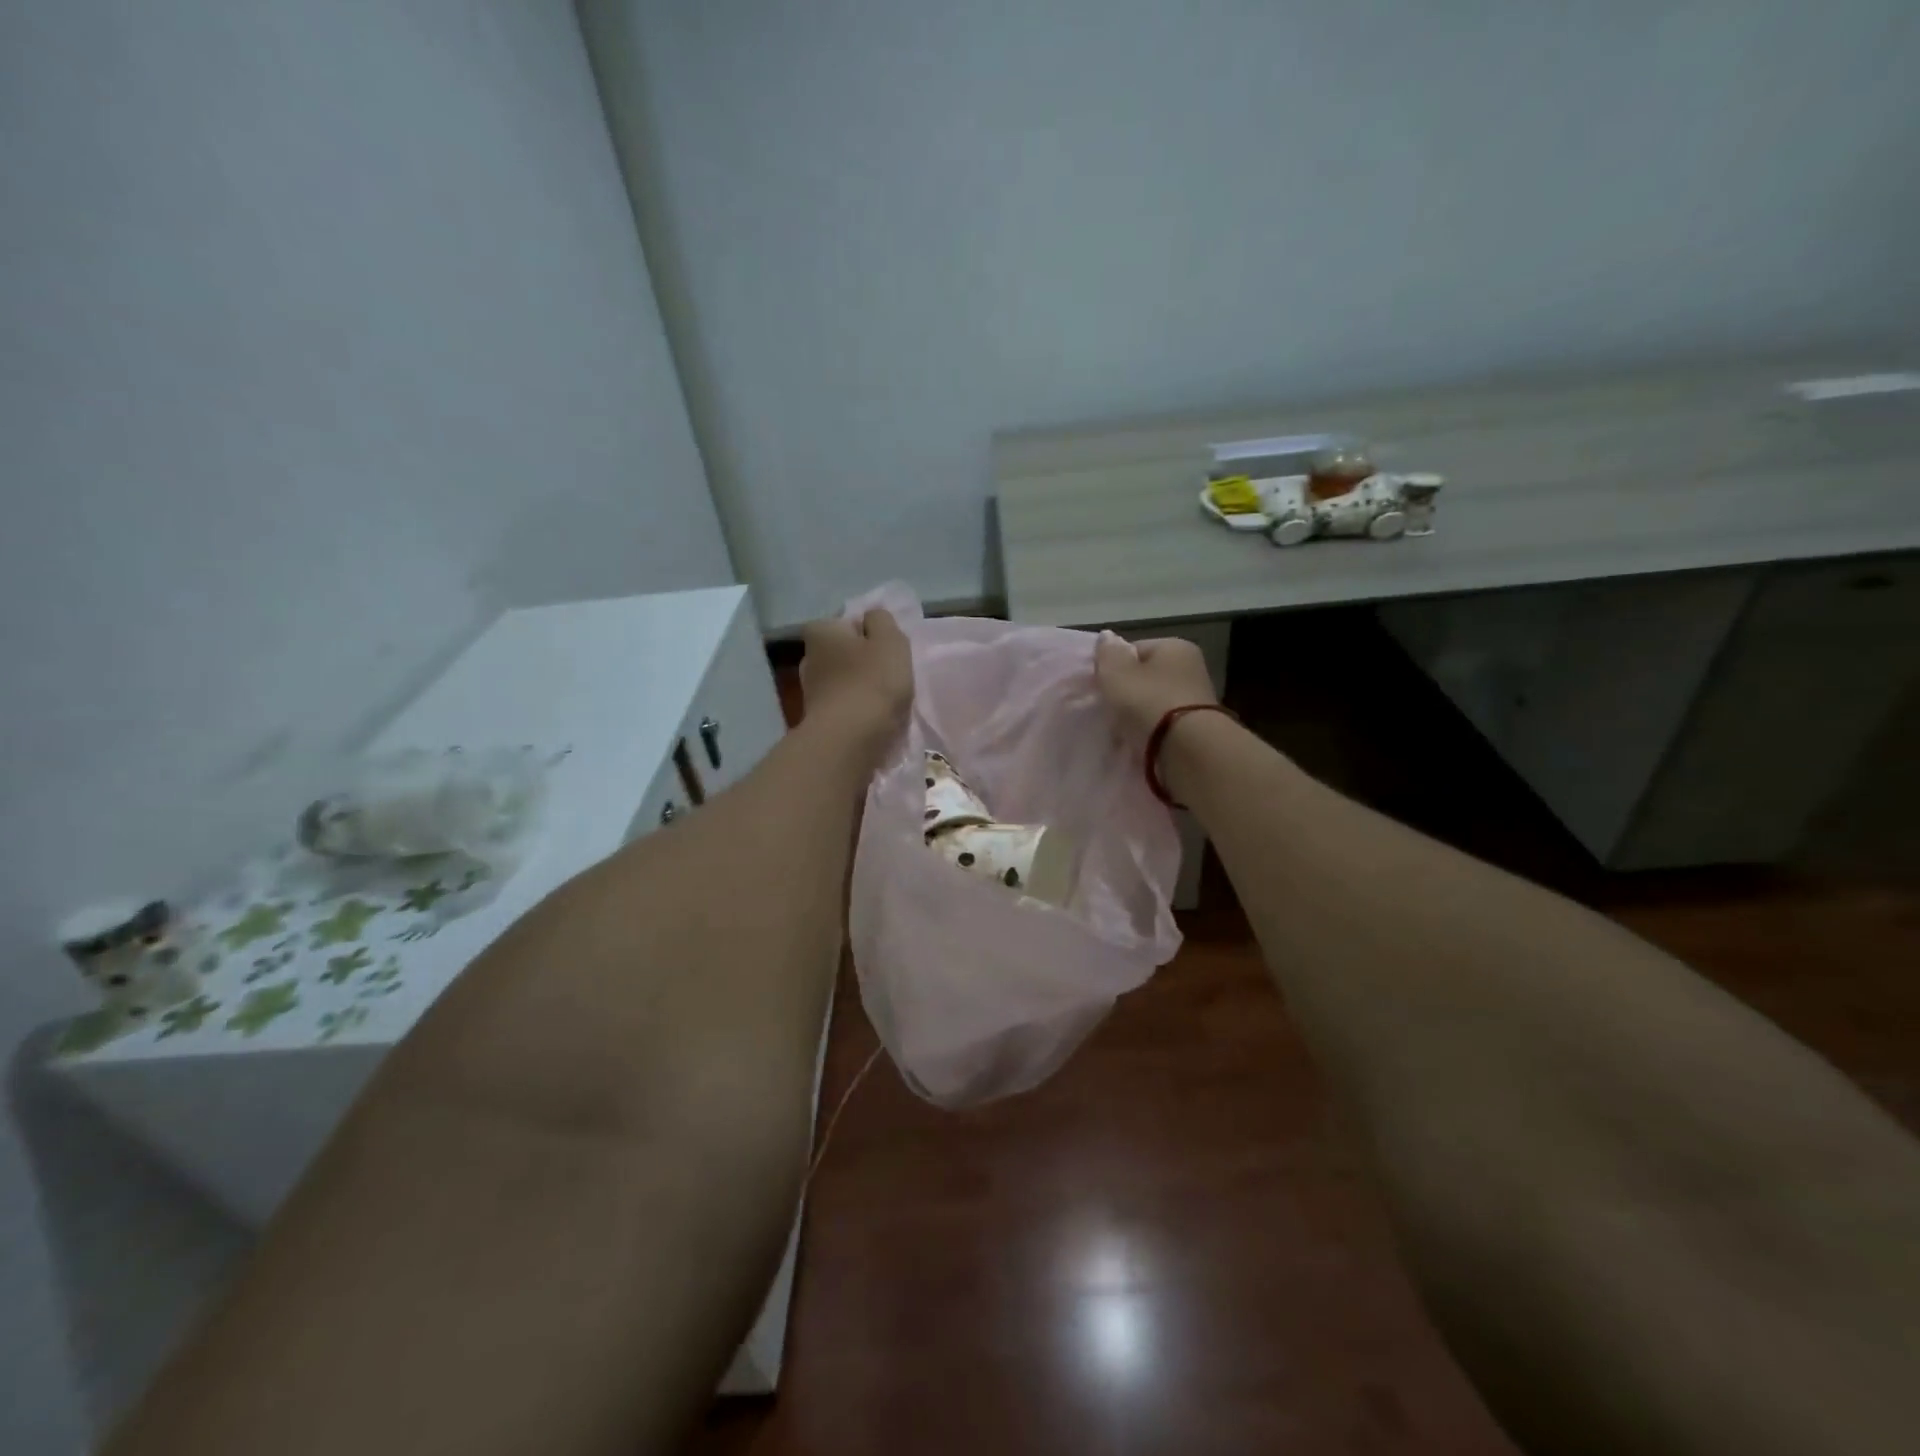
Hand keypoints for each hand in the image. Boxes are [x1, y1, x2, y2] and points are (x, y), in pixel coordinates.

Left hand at [801, 608, 912, 746]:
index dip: (870, 633)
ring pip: (844, 680)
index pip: (848, 622)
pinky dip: (856, 709)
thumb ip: (882, 620)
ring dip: (861, 687)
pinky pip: (843, 705)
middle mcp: (808, 656)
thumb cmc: (873, 681)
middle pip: (844, 652)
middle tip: (890, 674)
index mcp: (821, 631)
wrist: (851, 739)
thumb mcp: (890, 639)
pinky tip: (873, 718)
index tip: (887, 650)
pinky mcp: (816, 719)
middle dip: (863, 660)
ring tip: (885, 700)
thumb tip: (872, 618)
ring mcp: (809, 690)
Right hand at [1093, 632, 1217, 745]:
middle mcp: (1191, 668)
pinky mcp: (1195, 730)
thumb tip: (1107, 637)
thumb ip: (1107, 653)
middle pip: (1145, 678)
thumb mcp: (1116, 672)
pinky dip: (1148, 733)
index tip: (1099, 686)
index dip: (1113, 666)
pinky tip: (1135, 743)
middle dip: (1125, 693)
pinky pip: (1161, 727)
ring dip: (1135, 716)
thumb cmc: (1148, 702)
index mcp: (1175, 647)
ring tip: (1118, 731)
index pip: (1135, 649)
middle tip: (1106, 710)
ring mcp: (1195, 701)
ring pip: (1152, 704)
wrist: (1186, 750)